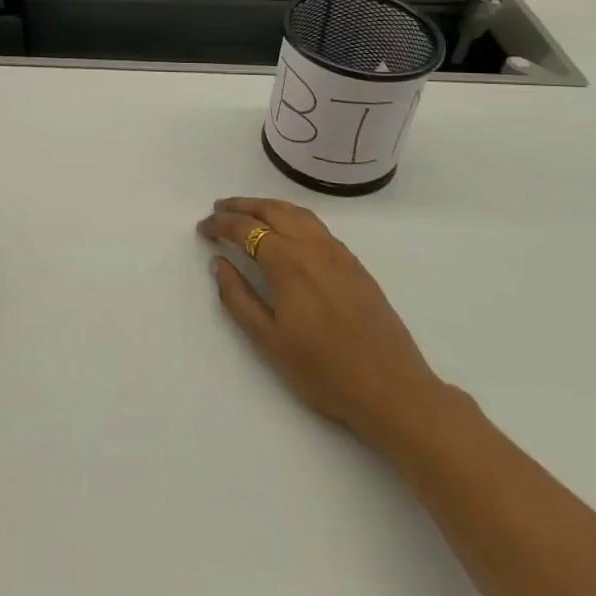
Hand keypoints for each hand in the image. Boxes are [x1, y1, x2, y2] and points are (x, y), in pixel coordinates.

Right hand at [197, 196, 447, 452]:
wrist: (393, 389)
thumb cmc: (324, 370)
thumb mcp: (269, 340)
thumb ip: (238, 297)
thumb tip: (219, 262)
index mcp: (287, 262)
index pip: (245, 228)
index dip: (220, 224)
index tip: (202, 229)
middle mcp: (312, 246)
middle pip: (272, 210)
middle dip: (242, 206)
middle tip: (219, 210)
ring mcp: (338, 253)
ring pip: (297, 213)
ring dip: (268, 207)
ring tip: (248, 213)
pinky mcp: (355, 264)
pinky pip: (316, 226)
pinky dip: (292, 217)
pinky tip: (287, 233)